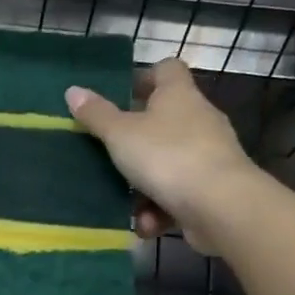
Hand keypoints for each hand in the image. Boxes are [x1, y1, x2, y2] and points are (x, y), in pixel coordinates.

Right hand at [65, 58, 261, 252]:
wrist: (221, 207)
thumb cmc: (167, 157)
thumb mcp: (120, 134)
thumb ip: (96, 114)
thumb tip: (73, 90)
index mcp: (178, 96)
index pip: (166, 69)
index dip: (143, 76)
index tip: (119, 93)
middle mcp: (199, 119)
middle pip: (165, 118)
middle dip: (136, 137)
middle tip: (108, 149)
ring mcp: (210, 155)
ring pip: (168, 162)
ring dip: (144, 183)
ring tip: (122, 201)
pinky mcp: (214, 189)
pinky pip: (179, 193)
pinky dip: (160, 208)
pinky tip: (146, 224)